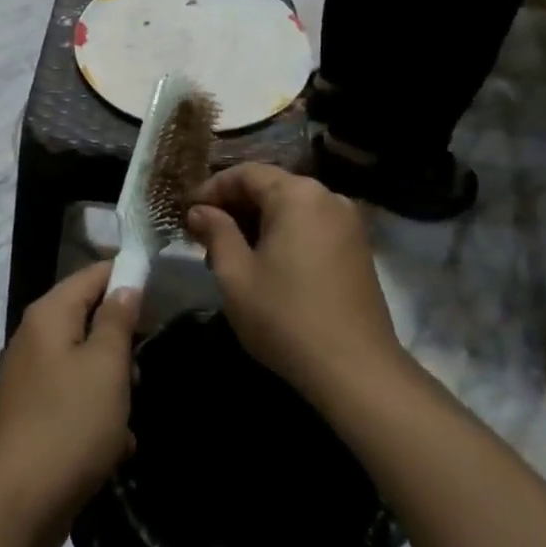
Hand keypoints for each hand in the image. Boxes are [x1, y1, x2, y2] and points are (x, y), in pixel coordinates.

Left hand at [0, 263, 139, 546]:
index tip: (161, 292)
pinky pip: (73, 397)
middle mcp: (34, 337)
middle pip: (89, 318)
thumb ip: (117, 320)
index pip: (92, 274)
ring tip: (129, 414)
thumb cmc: (68, 424)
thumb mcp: (105, 367)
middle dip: (121, 342)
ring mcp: (30, 377)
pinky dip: (96, 414)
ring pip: (85, 362)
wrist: (13, 503)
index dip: (126, 276)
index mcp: (49, 314)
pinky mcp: (32, 414)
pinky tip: (115, 445)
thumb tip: (125, 285)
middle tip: (143, 367)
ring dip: (112, 385)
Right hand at [186, 165, 406, 408]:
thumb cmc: (286, 317)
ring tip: (230, 254)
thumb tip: (199, 211)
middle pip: (270, 187)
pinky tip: (265, 264)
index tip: (187, 212)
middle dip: (234, 207)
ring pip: (291, 208)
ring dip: (258, 223)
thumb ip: (215, 232)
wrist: (357, 372)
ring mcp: (348, 223)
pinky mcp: (358, 249)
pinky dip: (284, 235)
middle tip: (204, 235)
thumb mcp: (235, 274)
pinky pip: (311, 226)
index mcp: (297, 194)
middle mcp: (327, 197)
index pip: (245, 174)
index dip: (211, 189)